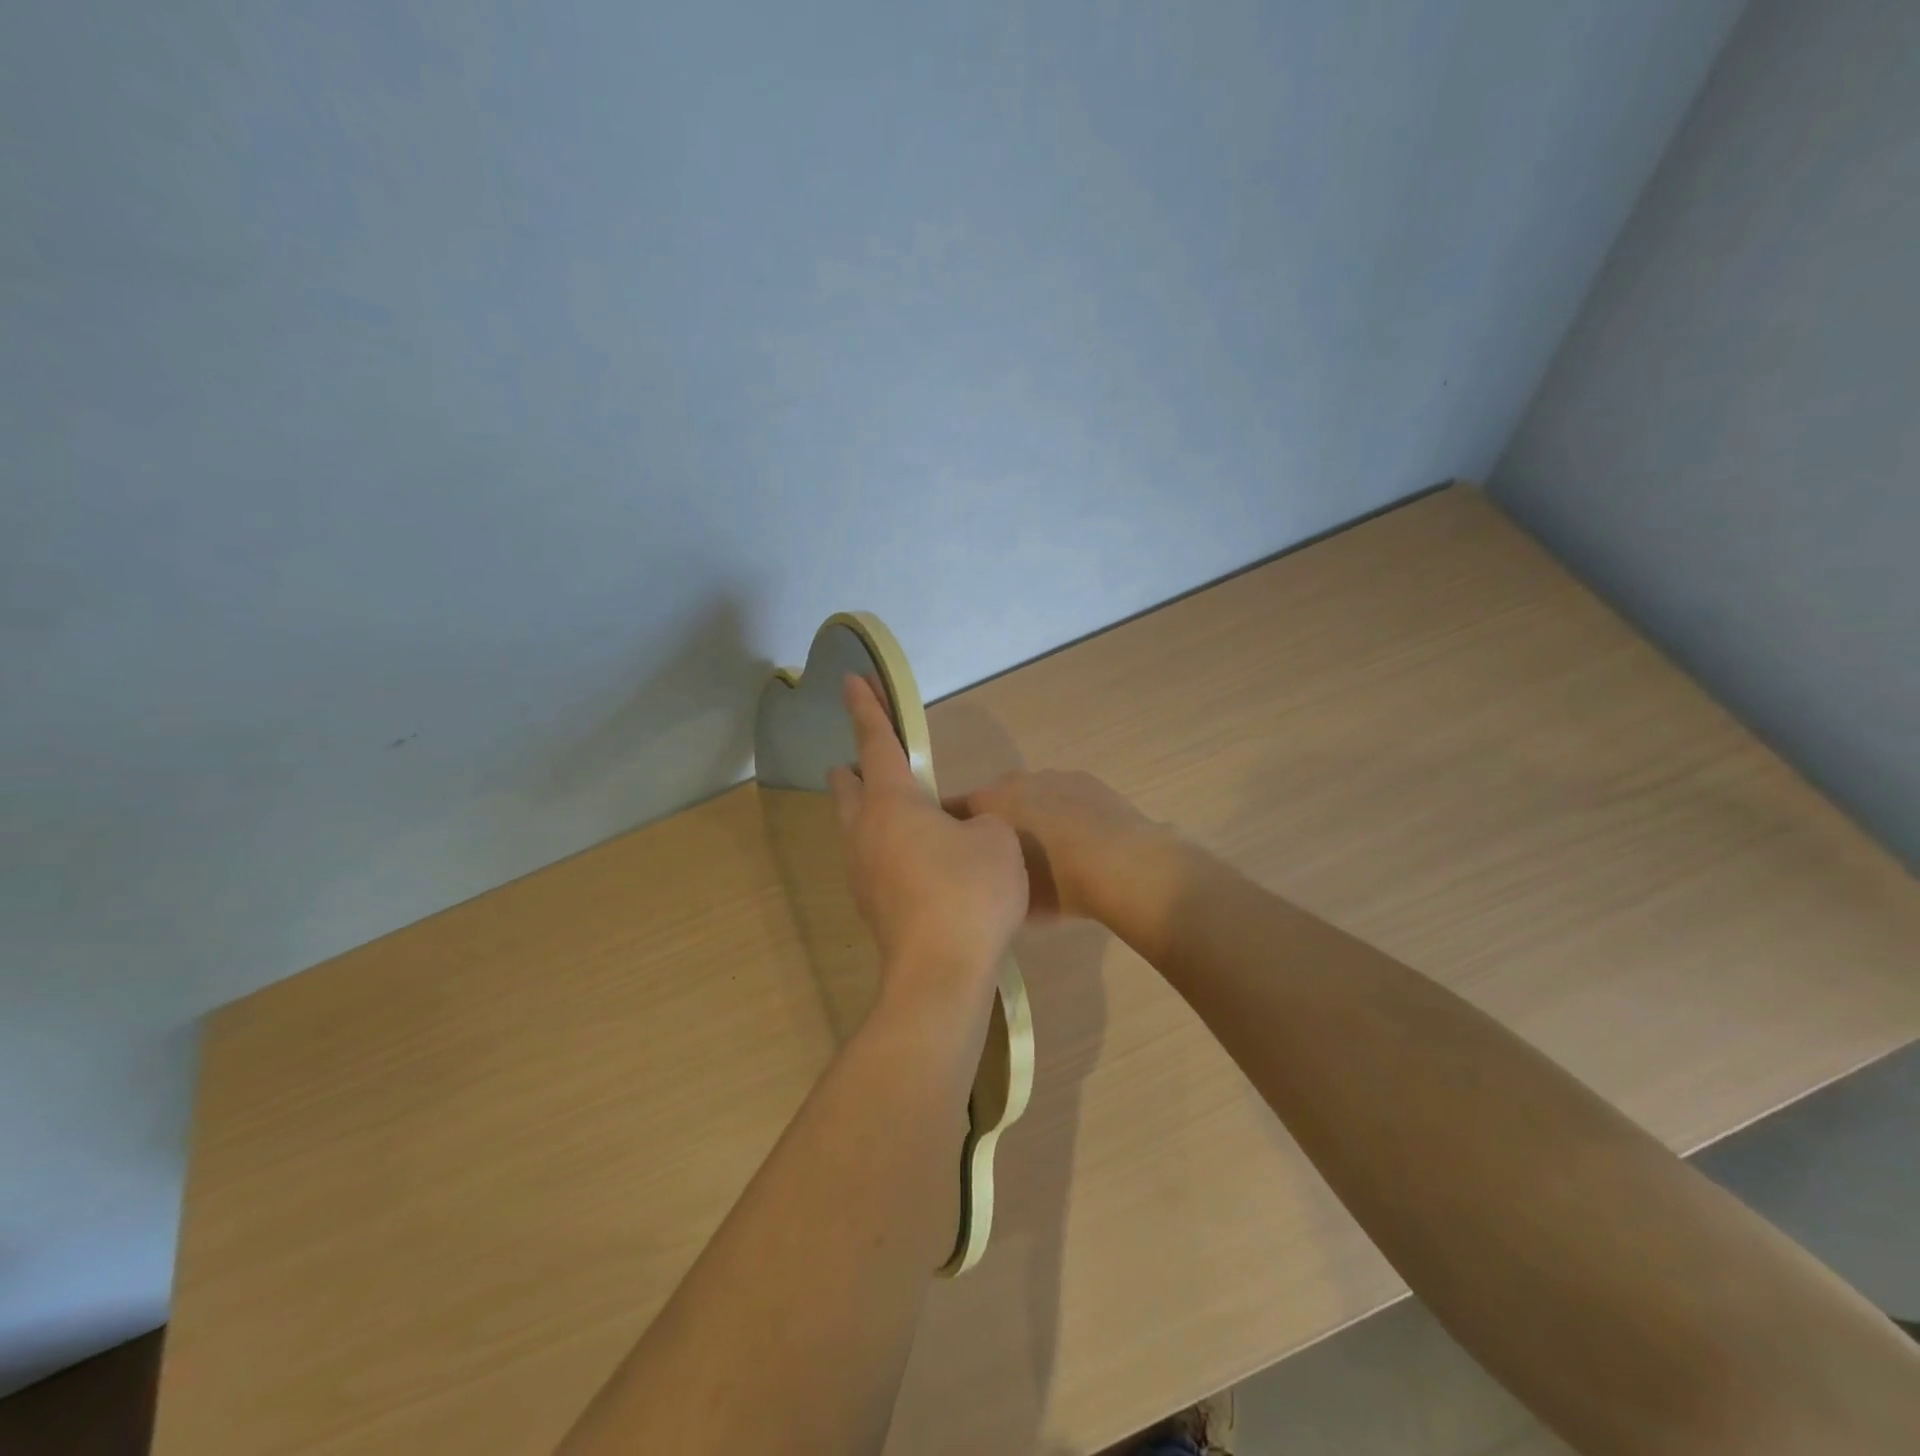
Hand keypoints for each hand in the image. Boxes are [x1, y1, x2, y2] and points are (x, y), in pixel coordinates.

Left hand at [829, 677, 1027, 999]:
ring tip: (897, 810)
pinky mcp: (871, 905)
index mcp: (892, 803)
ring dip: (868, 810)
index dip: (866, 708)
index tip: (850, 680)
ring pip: (855, 827)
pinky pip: (871, 859)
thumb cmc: (969, 892)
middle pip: (849, 788)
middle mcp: (866, 832)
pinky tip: (912, 859)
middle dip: (856, 768)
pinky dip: (884, 845)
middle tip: (869, 760)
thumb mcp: (995, 840)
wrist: (941, 972)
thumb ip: (980, 822)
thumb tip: (965, 831)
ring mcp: (862, 872)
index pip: (876, 743)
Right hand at [947, 769, 1173, 926]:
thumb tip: (985, 880)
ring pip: (1031, 797)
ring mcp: (1053, 776)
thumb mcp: (1010, 897)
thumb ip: (989, 880)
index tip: (959, 855)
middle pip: (994, 801)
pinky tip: (1080, 841)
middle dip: (996, 824)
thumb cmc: (1057, 885)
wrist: (1124, 866)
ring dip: (1033, 817)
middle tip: (1007, 859)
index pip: (953, 810)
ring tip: (1050, 852)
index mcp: (987, 803)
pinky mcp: (1086, 780)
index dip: (955, 832)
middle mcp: (1014, 781)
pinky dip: (1065, 813)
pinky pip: (1063, 796)